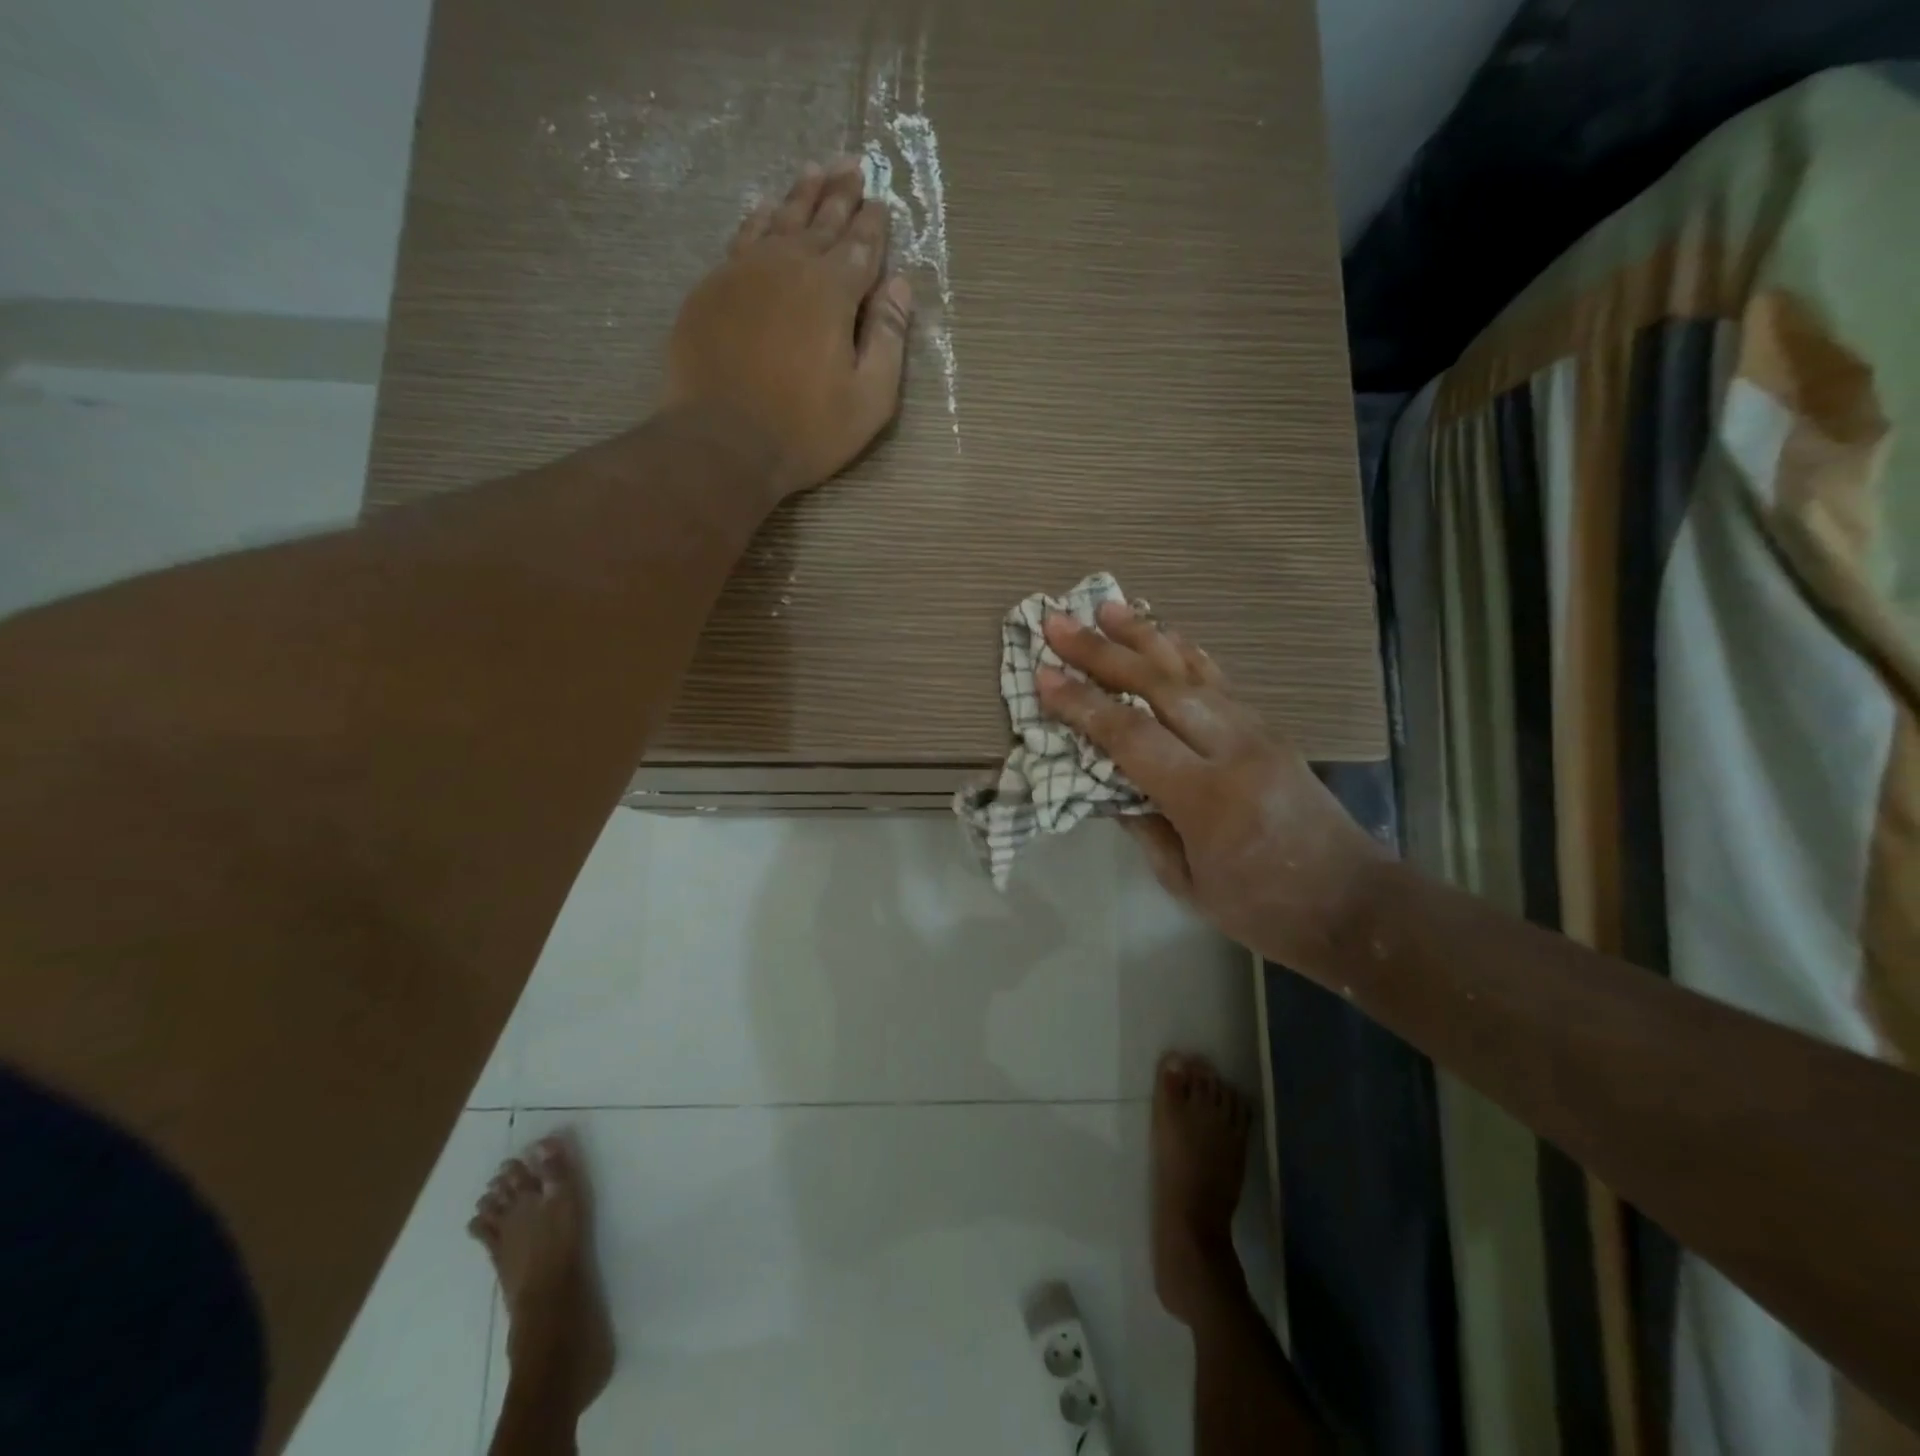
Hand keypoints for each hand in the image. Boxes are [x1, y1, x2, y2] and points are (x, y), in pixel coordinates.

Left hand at [662, 157, 914, 499]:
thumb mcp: (869, 399)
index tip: (880, 201)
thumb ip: (889, 339)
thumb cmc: (805, 430)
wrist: (722, 441)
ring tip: (815, 170)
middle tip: (852, 164)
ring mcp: (745, 272)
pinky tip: (766, 209)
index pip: (861, 246)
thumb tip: (899, 284)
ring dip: (801, 194)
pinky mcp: (713, 288)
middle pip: (821, 220)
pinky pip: (743, 237)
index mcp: (833, 292)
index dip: (873, 224)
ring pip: (780, 219)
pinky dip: (760, 217)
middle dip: (840, 193)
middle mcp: (790, 266)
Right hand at [1037, 602, 1387, 968]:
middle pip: (1158, 687)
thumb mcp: (1186, 883)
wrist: (1354, 903)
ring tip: (1108, 606)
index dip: (1083, 704)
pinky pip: (1220, 681)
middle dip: (1103, 652)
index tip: (1043, 676)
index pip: (1131, 736)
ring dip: (1145, 637)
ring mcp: (1257, 732)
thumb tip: (1107, 783)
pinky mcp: (1270, 728)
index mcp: (1205, 798)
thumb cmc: (1262, 908)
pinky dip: (1187, 653)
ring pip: (1192, 672)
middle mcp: (1233, 750)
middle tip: (1059, 623)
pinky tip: (1165, 634)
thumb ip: (1142, 826)